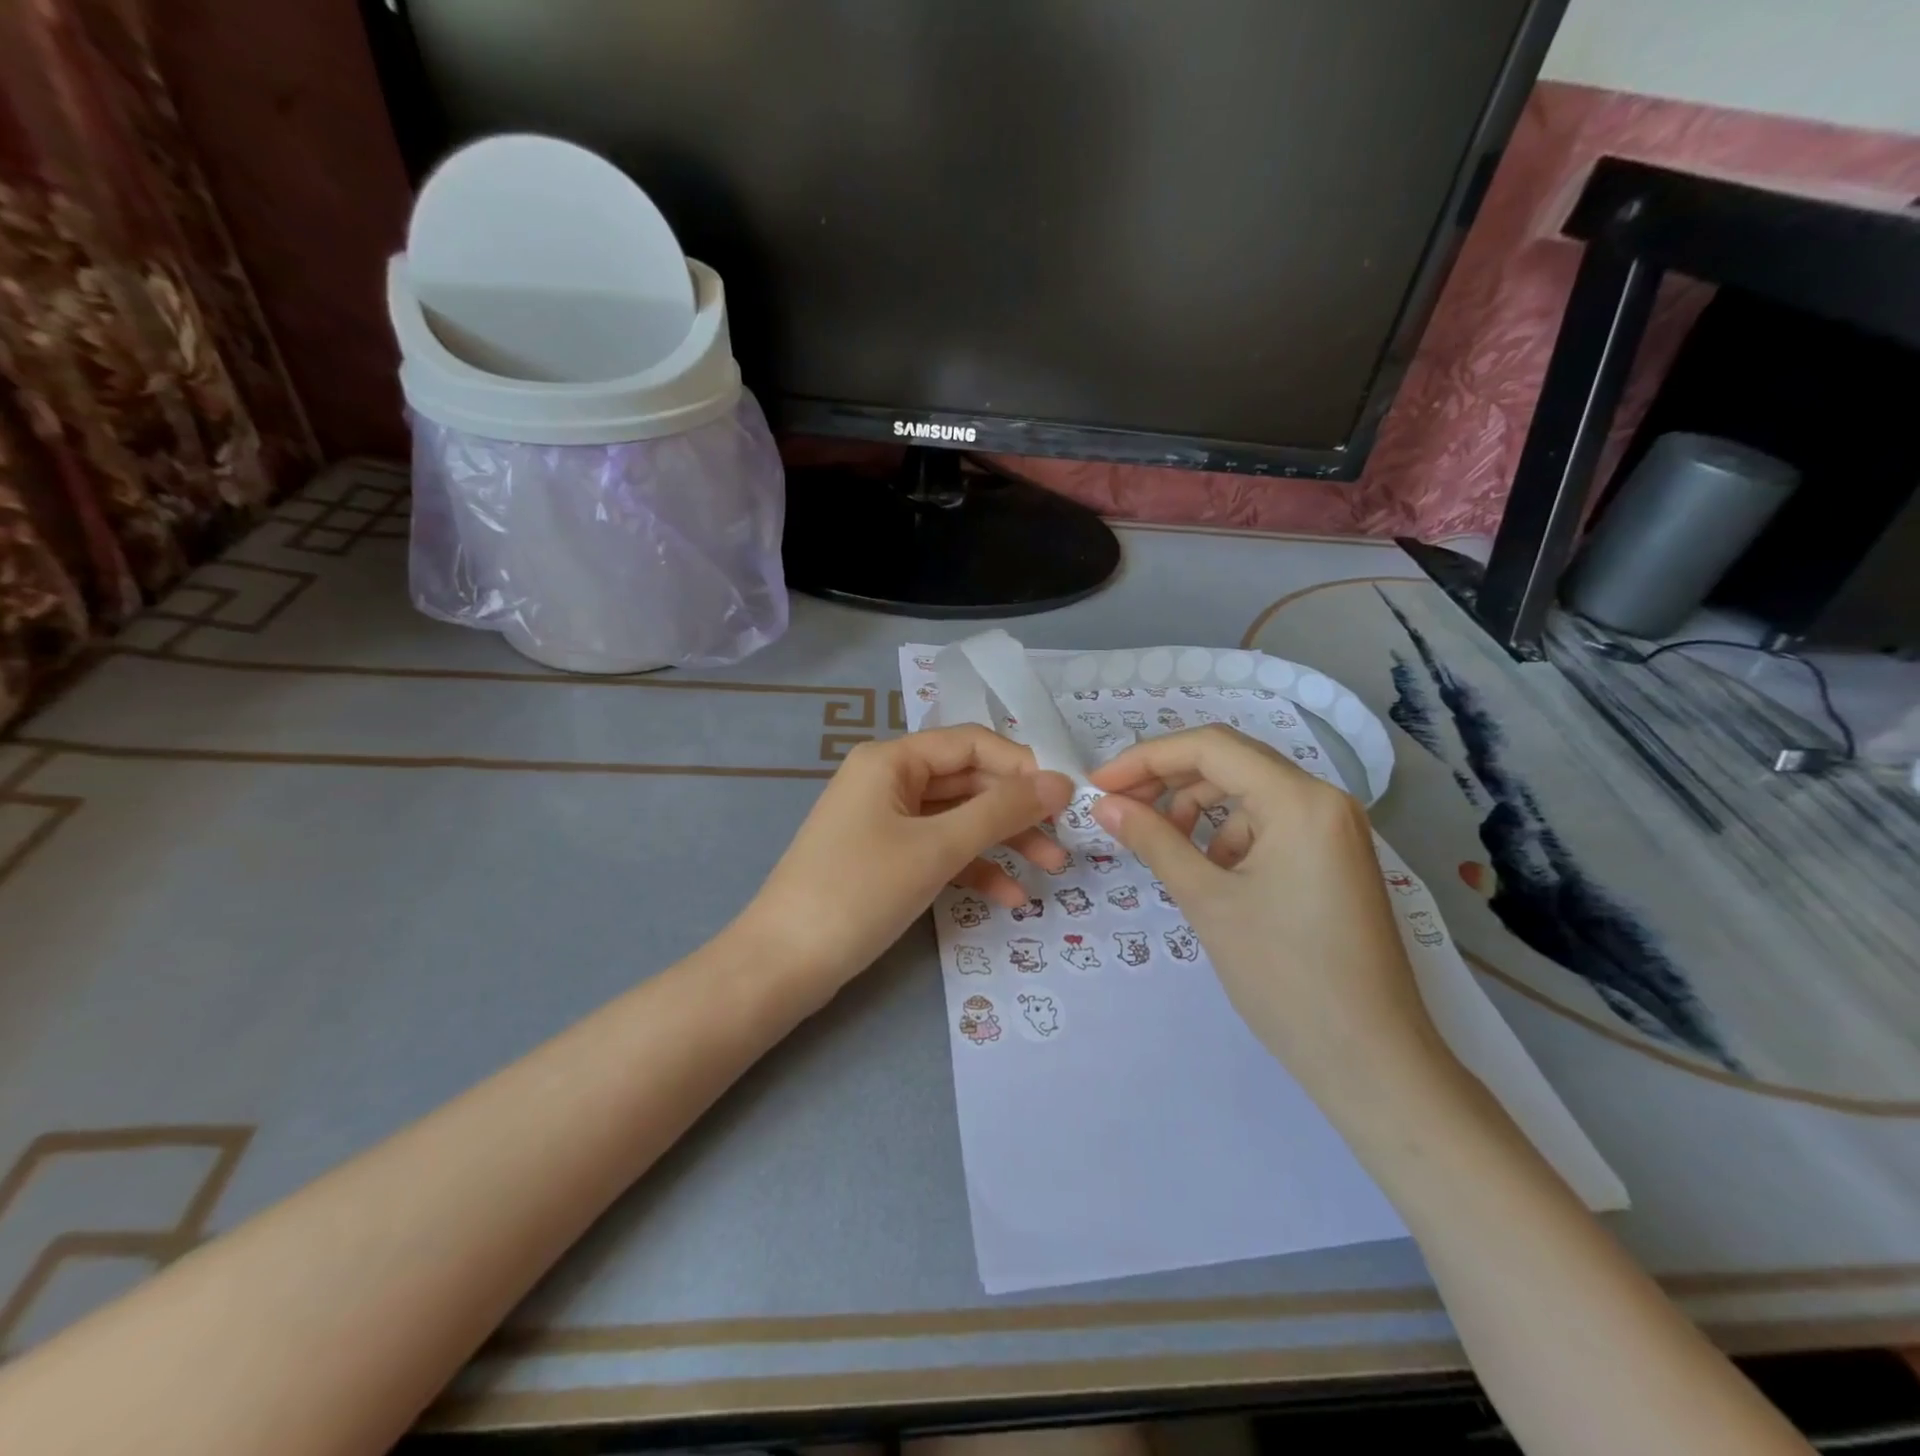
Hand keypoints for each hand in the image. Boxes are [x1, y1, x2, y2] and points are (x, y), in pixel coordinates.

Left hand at [739, 727, 1072, 994]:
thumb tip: (1061, 781)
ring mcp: (885, 820)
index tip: (1066, 799)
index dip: (1022, 766)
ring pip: (958, 819)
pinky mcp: (885, 858)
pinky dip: (973, 868)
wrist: (783, 965)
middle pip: (968, 781)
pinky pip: (939, 850)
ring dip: (1003, 842)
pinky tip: (1010, 898)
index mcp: (892, 759)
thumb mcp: (937, 848)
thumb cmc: (859, 892)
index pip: (973, 743)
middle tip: (1065, 840)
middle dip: (1017, 810)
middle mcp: (889, 779)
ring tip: (1050, 870)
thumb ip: (1001, 811)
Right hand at [1089, 726, 1451, 1113]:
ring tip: (1161, 844)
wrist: (1372, 1062)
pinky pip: (1268, 824)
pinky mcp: (1332, 858)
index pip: (1210, 747)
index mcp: (1301, 799)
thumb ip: (1153, 841)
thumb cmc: (1286, 977)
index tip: (1098, 785)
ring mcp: (1333, 829)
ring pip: (1247, 793)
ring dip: (1196, 808)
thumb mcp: (1208, 901)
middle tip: (1118, 808)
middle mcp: (1324, 799)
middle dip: (1168, 779)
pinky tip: (1207, 871)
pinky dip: (1227, 835)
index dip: (1146, 759)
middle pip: (1230, 762)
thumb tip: (1104, 805)